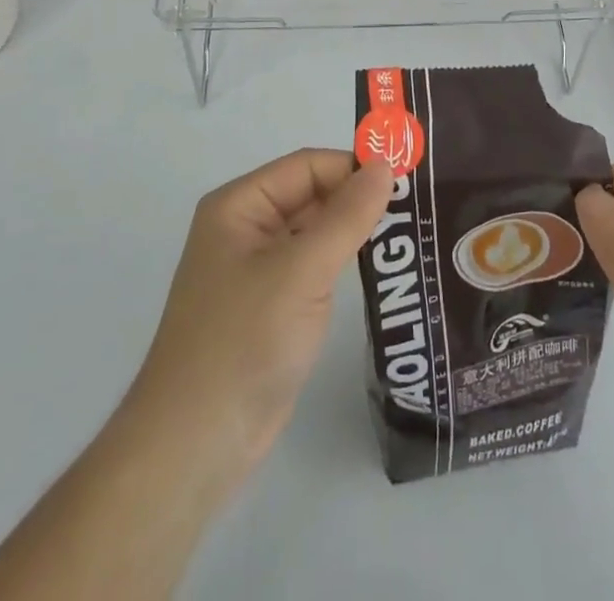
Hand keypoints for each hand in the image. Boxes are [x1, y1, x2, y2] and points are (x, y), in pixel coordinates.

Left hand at [125, 148, 395, 494]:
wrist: (195, 446)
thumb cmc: (243, 341)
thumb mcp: (301, 270)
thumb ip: (347, 215)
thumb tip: (386, 166)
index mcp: (239, 205)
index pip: (307, 166)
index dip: (354, 167)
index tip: (407, 180)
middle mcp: (245, 228)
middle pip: (311, 194)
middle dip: (358, 198)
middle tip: (419, 206)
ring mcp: (258, 269)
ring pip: (315, 231)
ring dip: (355, 230)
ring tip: (412, 232)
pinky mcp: (271, 306)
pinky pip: (314, 267)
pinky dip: (344, 262)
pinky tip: (382, 269)